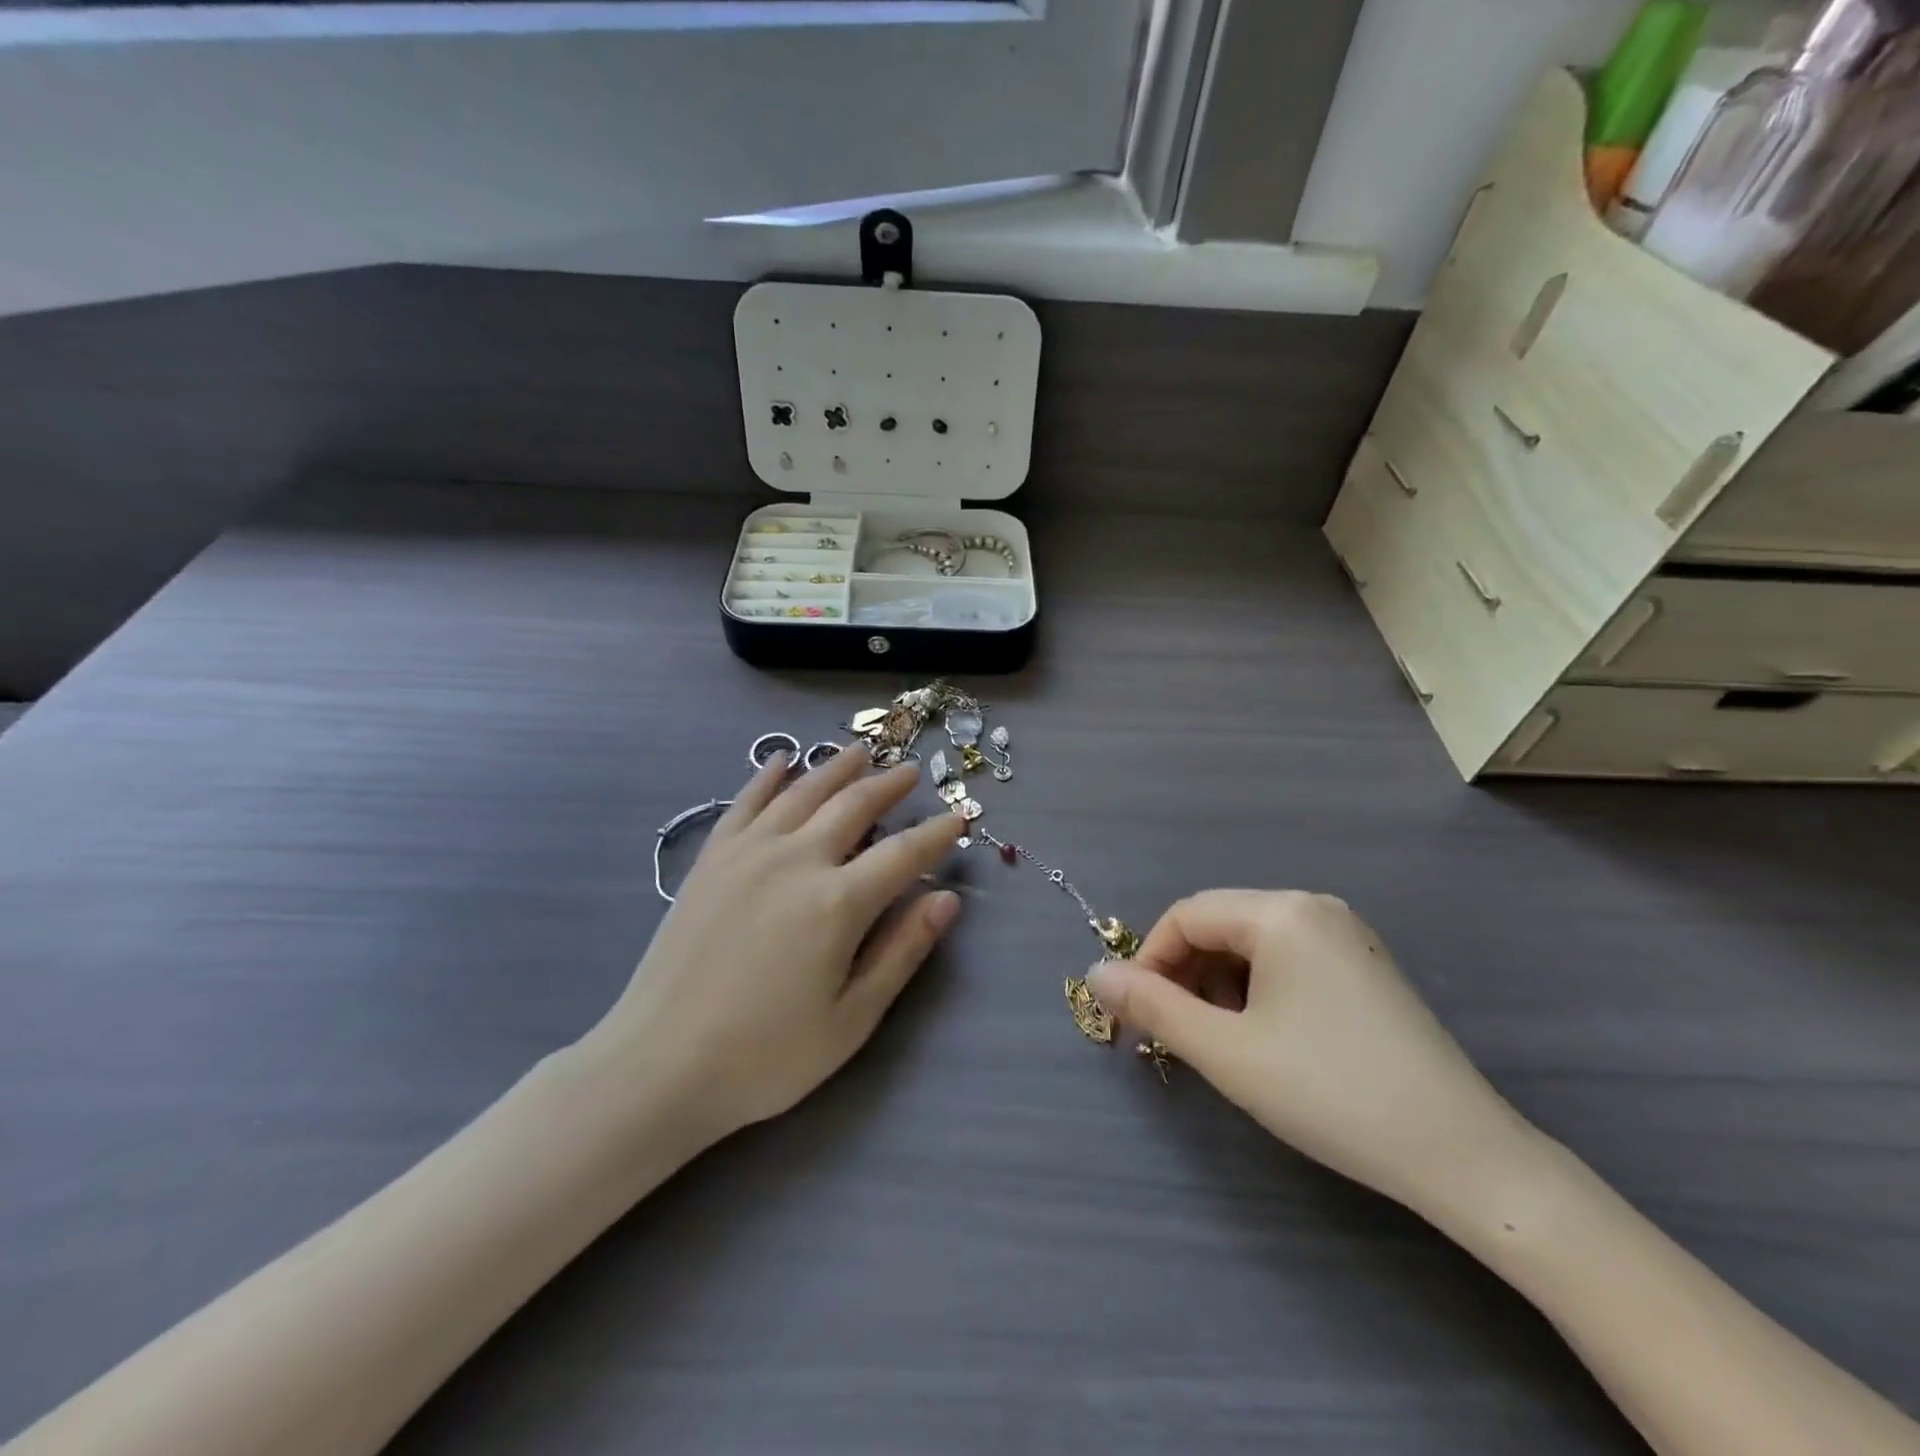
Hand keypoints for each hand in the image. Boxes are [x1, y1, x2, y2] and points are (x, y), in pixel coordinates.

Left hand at [581, 748, 963, 1142]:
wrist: (659, 1064)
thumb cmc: (766, 1055)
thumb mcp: (851, 1019)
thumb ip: (902, 952)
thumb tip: (947, 899)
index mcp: (838, 902)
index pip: (903, 854)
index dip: (936, 834)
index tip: (959, 817)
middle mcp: (797, 860)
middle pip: (853, 806)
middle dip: (888, 786)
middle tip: (910, 772)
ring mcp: (748, 853)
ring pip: (803, 792)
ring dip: (836, 768)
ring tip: (860, 751)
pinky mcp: (711, 859)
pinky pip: (744, 802)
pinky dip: (767, 776)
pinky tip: (781, 760)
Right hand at [1086, 891, 1540, 1221]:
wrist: (1463, 1156)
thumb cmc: (1330, 1093)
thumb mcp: (1226, 1052)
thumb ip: (1152, 1007)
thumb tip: (1096, 973)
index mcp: (1282, 912)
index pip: (1187, 915)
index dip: (1150, 960)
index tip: (1136, 1015)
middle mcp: (1315, 907)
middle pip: (1220, 924)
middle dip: (1184, 973)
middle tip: (1175, 1033)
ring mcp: (1346, 935)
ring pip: (1252, 944)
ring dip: (1217, 983)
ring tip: (1219, 1039)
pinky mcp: (1364, 966)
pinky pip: (1287, 959)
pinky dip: (1256, 988)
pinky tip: (1264, 1035)